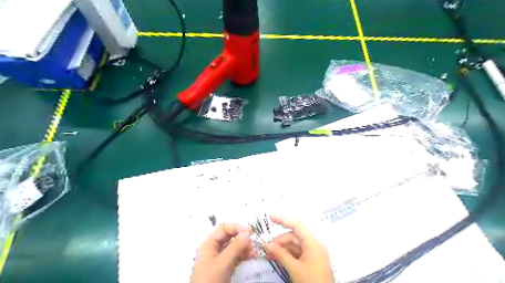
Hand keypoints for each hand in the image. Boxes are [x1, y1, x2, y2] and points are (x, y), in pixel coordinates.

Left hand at [189, 223, 254, 282]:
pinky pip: (236, 257)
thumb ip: (235, 247)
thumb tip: (247, 232)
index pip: (223, 229)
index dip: (236, 228)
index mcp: (209, 243)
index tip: (249, 231)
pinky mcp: (225, 267)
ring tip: (253, 251)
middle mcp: (214, 248)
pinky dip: (243, 255)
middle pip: (230, 237)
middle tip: (252, 243)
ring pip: (234, 247)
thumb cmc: (210, 279)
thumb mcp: (223, 262)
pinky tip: (251, 256)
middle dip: (241, 238)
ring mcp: (220, 258)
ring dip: (244, 247)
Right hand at [265, 217, 333, 282]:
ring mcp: (312, 255)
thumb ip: (280, 254)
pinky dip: (287, 255)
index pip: (297, 226)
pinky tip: (278, 259)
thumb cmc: (312, 282)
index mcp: (313, 243)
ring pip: (294, 246)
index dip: (283, 220)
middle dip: (280, 241)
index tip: (270, 217)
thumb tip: (266, 244)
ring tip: (270, 256)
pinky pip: (297, 254)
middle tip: (267, 249)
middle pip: (294, 236)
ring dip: (282, 249)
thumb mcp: (294, 268)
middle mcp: (313, 246)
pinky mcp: (310, 263)